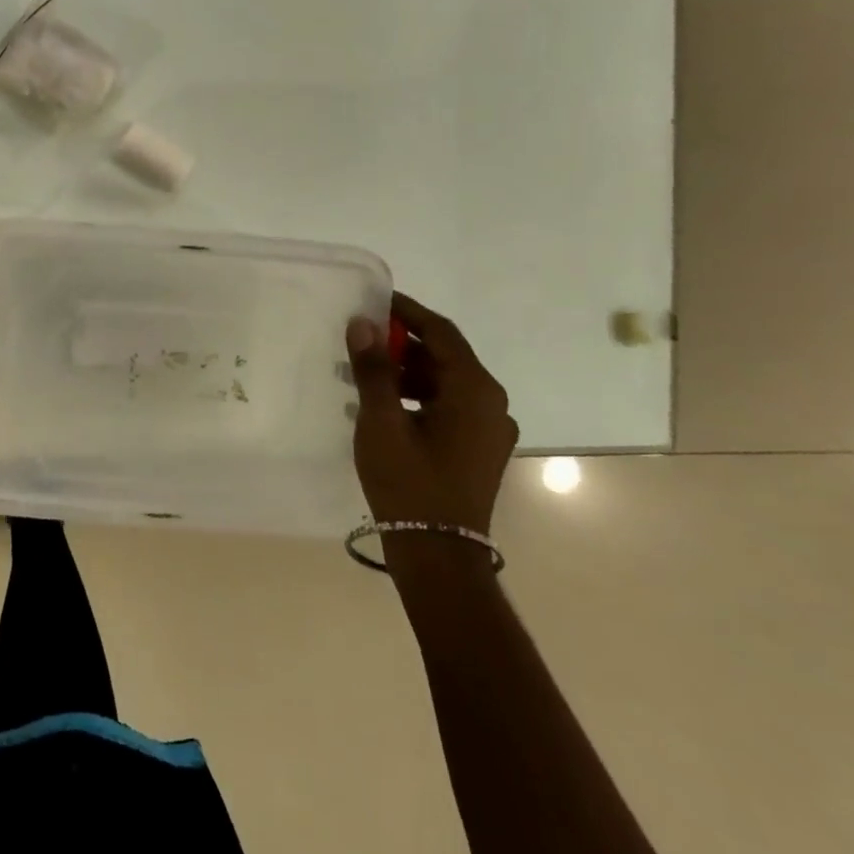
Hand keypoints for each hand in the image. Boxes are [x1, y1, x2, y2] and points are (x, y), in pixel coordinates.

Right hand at [346, 292, 517, 550]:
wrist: (438, 553)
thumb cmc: (409, 481)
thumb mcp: (381, 420)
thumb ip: (373, 369)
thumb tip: (362, 323)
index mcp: (474, 390)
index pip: (441, 332)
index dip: (407, 312)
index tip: (375, 300)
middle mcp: (492, 403)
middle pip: (445, 356)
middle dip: (402, 343)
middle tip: (361, 339)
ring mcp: (489, 429)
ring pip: (446, 382)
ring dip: (407, 371)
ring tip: (365, 373)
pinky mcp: (479, 448)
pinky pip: (449, 405)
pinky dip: (418, 396)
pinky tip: (384, 405)